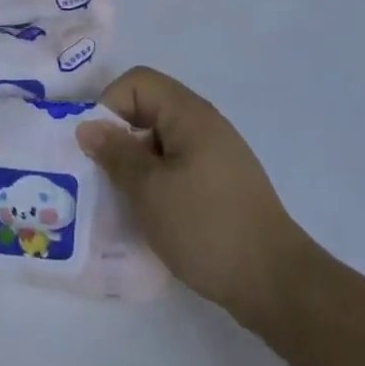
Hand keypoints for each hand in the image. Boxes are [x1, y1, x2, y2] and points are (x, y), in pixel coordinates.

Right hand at [77, 66, 312, 328]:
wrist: (276, 283)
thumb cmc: (207, 227)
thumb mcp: (150, 191)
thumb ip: (116, 154)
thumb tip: (88, 126)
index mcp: (189, 113)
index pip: (137, 82)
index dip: (110, 106)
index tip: (97, 149)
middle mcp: (204, 124)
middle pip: (148, 109)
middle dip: (119, 138)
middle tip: (102, 179)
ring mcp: (216, 154)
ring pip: (161, 142)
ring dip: (137, 166)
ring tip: (123, 203)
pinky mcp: (221, 184)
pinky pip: (178, 167)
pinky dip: (158, 183)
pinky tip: (152, 217)